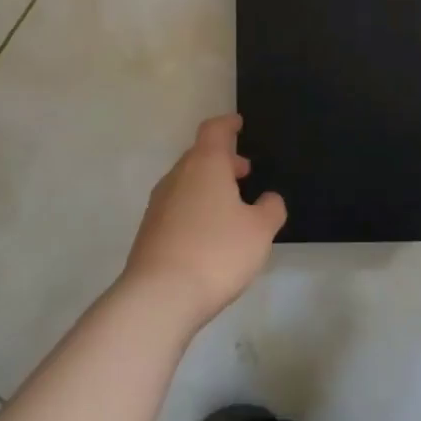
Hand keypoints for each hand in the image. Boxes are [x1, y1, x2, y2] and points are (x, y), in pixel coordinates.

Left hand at [120, 114, 286, 329]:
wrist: (159, 296)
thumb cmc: (216, 252)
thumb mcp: (260, 231)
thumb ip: (271, 209)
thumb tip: (268, 199)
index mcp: (205, 165)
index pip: (214, 130)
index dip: (228, 124)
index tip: (238, 124)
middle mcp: (178, 177)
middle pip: (199, 156)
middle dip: (222, 160)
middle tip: (245, 172)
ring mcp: (159, 204)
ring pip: (187, 182)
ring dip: (209, 186)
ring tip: (232, 206)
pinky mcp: (149, 231)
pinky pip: (177, 207)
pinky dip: (196, 208)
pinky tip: (210, 234)